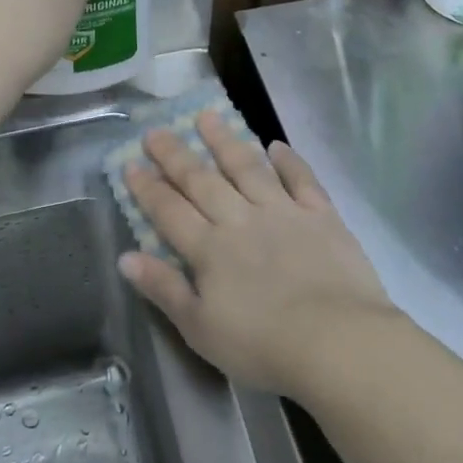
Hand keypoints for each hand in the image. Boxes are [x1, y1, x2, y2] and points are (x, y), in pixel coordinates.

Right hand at [118, 112, 403, 395]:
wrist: (336, 341)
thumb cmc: (262, 345)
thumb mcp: (200, 329)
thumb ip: (164, 289)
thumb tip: (126, 257)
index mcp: (210, 250)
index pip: (169, 211)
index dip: (148, 188)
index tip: (130, 163)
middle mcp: (241, 220)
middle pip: (202, 181)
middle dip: (176, 155)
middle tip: (156, 130)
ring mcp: (283, 212)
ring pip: (248, 168)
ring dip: (226, 141)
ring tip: (208, 116)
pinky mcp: (322, 215)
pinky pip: (302, 179)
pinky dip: (289, 161)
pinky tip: (276, 146)